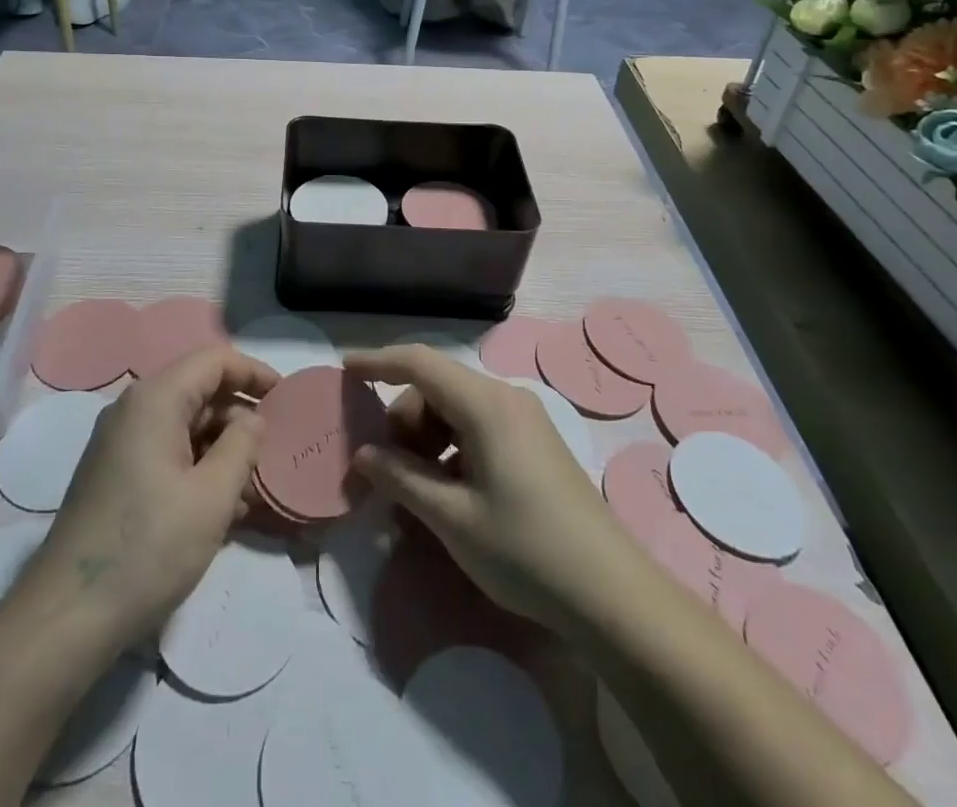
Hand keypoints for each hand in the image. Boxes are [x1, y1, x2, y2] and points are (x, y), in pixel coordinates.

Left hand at [22, 346, 278, 650]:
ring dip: (222, 448)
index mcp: (155, 399)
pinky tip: (222, 508)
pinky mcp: (115, 474)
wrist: (67, 617)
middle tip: (273, 453)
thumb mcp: (212, 497)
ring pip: (185, 425)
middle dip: (240, 417)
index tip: (287, 399)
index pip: (214, 360)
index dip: (254, 373)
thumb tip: (255, 418)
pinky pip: (167, 451)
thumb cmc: (148, 548)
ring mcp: (120, 443)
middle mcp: (133, 409)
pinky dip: (198, 467)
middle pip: (199, 391)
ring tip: (253, 489)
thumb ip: (242, 446)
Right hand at [344, 345, 628, 635]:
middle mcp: (506, 399)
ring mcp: (525, 420)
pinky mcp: (535, 443)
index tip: (344, 369)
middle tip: (384, 470)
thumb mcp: (452, 518)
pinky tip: (447, 493)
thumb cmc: (525, 550)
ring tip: (415, 490)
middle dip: (402, 420)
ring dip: (426, 439)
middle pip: (437, 388)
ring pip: (456, 409)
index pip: (419, 362)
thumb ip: (401, 477)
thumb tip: (363, 454)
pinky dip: (452, 449)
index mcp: (485, 405)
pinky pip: (478, 428)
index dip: (378, 361)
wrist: (612, 595)